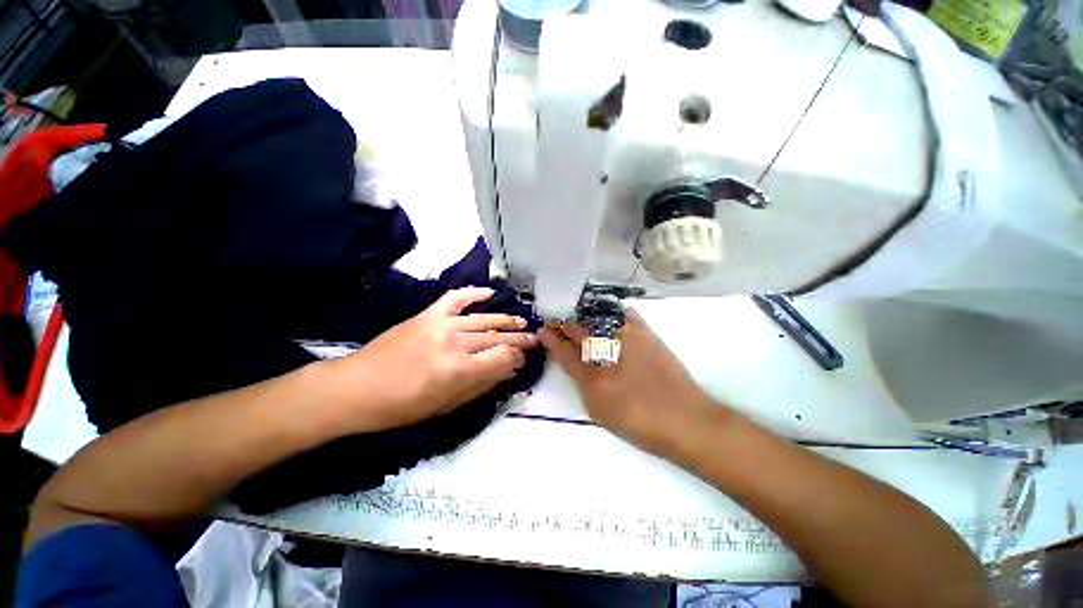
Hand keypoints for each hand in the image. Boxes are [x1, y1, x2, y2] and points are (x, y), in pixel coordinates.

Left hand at [327, 287, 538, 432]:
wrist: (357, 388)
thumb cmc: (403, 407)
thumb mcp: (447, 406)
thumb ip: (482, 386)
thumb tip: (509, 371)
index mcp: (461, 370)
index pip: (505, 356)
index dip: (518, 358)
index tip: (522, 361)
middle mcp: (456, 343)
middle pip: (498, 336)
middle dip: (520, 338)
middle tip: (534, 338)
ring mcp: (442, 324)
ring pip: (484, 319)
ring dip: (506, 320)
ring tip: (522, 321)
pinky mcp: (428, 314)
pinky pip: (456, 298)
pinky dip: (474, 293)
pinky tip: (490, 293)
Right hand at [540, 309, 714, 454]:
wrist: (685, 420)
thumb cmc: (639, 421)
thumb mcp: (600, 410)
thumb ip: (582, 384)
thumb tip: (574, 363)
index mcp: (591, 375)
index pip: (563, 350)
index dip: (550, 338)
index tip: (542, 329)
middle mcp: (606, 350)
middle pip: (578, 330)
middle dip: (564, 324)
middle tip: (556, 321)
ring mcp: (628, 338)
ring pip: (598, 319)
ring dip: (584, 317)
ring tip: (578, 316)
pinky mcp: (647, 334)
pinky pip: (627, 315)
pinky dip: (615, 312)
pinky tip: (611, 313)